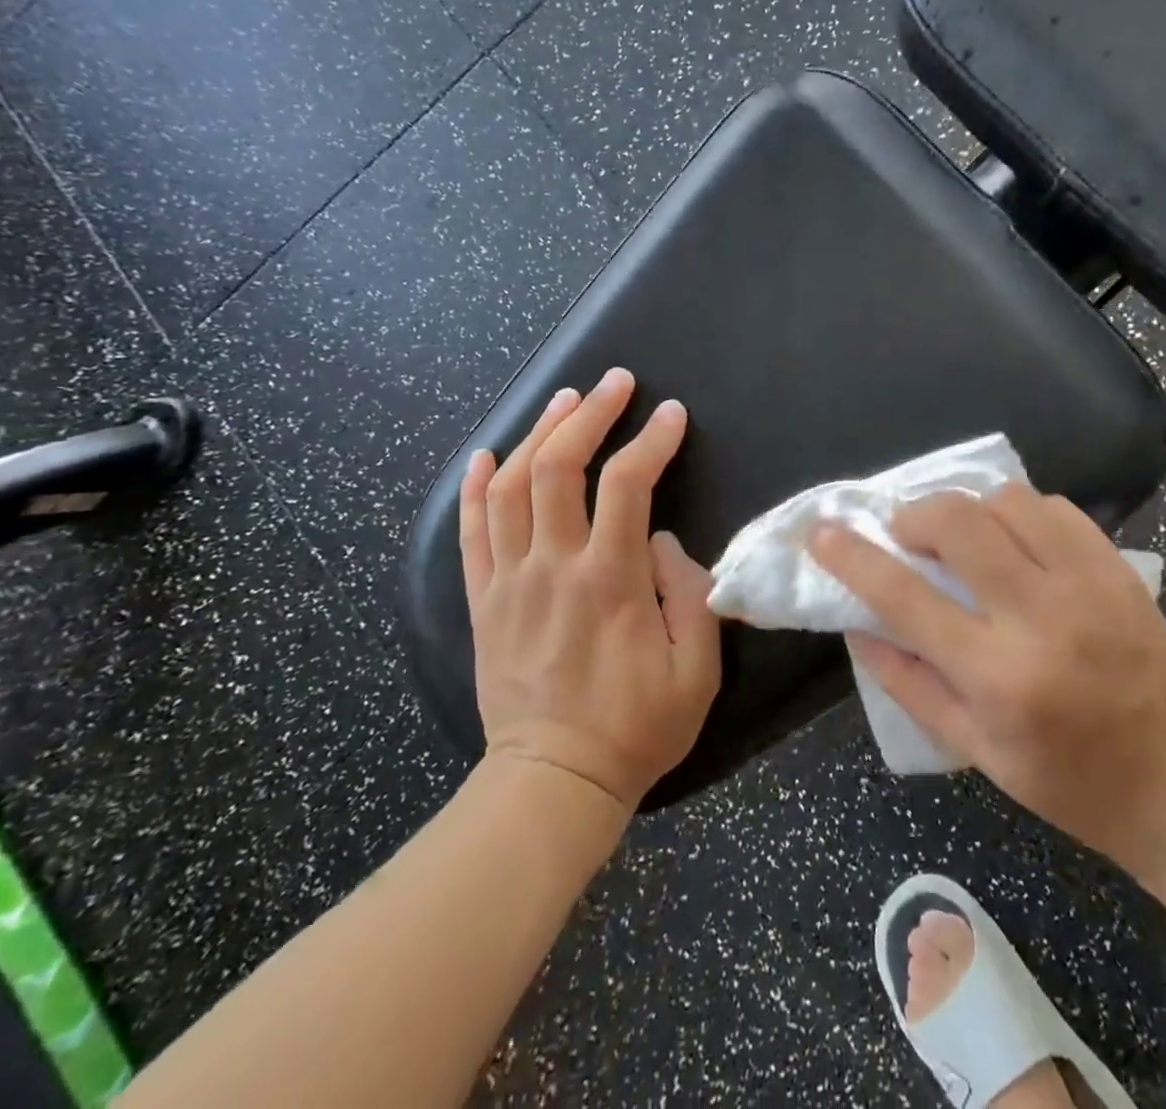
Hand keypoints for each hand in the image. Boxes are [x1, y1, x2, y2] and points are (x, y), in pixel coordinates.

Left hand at [459, 368, 720, 812]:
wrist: (553, 782)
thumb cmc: (637, 728)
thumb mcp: (696, 670)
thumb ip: (690, 595)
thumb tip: (663, 541)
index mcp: (609, 581)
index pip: (628, 485)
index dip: (651, 440)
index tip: (672, 414)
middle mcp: (553, 567)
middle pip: (560, 467)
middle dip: (590, 415)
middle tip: (615, 382)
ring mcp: (510, 582)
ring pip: (511, 487)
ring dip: (537, 434)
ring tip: (564, 401)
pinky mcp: (483, 601)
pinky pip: (470, 533)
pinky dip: (474, 487)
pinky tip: (486, 453)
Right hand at [811, 484, 1165, 875]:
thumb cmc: (1067, 781)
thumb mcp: (973, 749)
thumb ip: (907, 681)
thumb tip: (856, 623)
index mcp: (998, 677)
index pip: (904, 598)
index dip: (853, 557)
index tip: (822, 532)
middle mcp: (1042, 619)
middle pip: (958, 522)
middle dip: (916, 515)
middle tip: (908, 535)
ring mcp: (1089, 586)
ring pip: (1008, 501)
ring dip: (970, 509)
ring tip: (966, 539)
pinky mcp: (1120, 570)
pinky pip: (1056, 508)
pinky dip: (1021, 513)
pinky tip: (1018, 543)